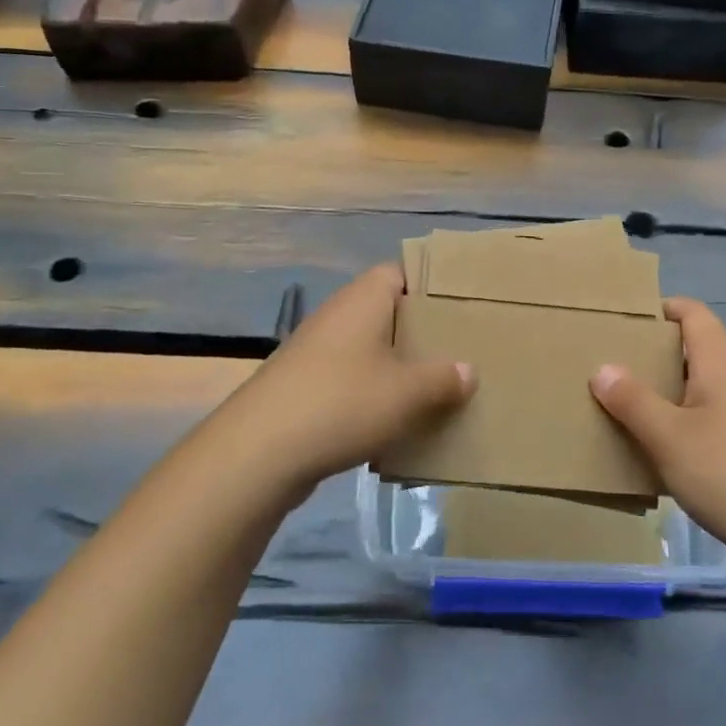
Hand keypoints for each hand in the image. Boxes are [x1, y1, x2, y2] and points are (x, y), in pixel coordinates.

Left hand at [202, 264, 474, 503]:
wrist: (258, 453)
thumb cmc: (342, 403)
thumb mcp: (408, 392)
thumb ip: (444, 378)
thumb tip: (468, 371)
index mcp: (363, 299)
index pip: (399, 272)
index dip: (429, 286)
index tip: (459, 308)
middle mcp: (337, 316)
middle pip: (386, 313)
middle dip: (420, 334)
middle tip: (457, 353)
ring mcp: (315, 352)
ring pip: (368, 351)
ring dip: (397, 370)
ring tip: (434, 391)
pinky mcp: (303, 388)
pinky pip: (349, 381)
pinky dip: (372, 396)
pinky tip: (394, 424)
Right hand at [590, 297, 725, 557]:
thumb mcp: (668, 437)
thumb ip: (632, 400)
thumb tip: (603, 368)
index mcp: (722, 363)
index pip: (694, 313)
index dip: (663, 308)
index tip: (627, 321)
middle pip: (699, 349)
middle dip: (659, 354)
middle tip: (619, 367)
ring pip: (708, 387)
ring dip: (673, 391)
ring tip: (635, 408)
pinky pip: (718, 417)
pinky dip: (690, 421)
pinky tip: (670, 451)